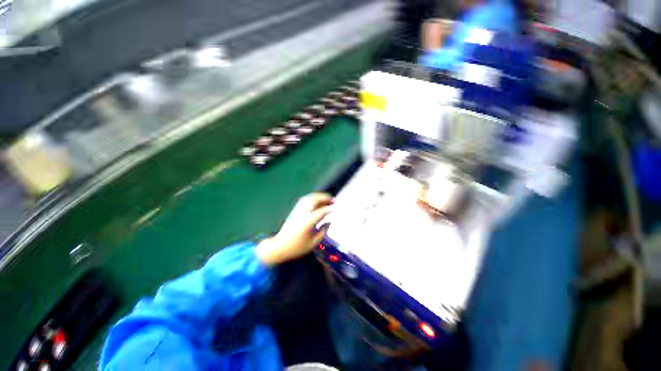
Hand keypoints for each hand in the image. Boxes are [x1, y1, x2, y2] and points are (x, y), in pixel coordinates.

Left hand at [256, 193, 332, 265]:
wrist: (280, 247)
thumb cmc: (297, 247)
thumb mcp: (313, 243)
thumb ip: (323, 232)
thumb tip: (328, 222)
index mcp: (308, 222)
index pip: (321, 211)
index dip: (329, 209)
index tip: (335, 209)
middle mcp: (303, 213)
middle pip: (315, 200)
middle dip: (325, 198)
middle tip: (333, 200)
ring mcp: (298, 211)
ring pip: (309, 198)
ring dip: (319, 196)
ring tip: (327, 198)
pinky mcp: (295, 211)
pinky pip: (305, 200)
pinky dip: (313, 198)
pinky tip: (317, 200)